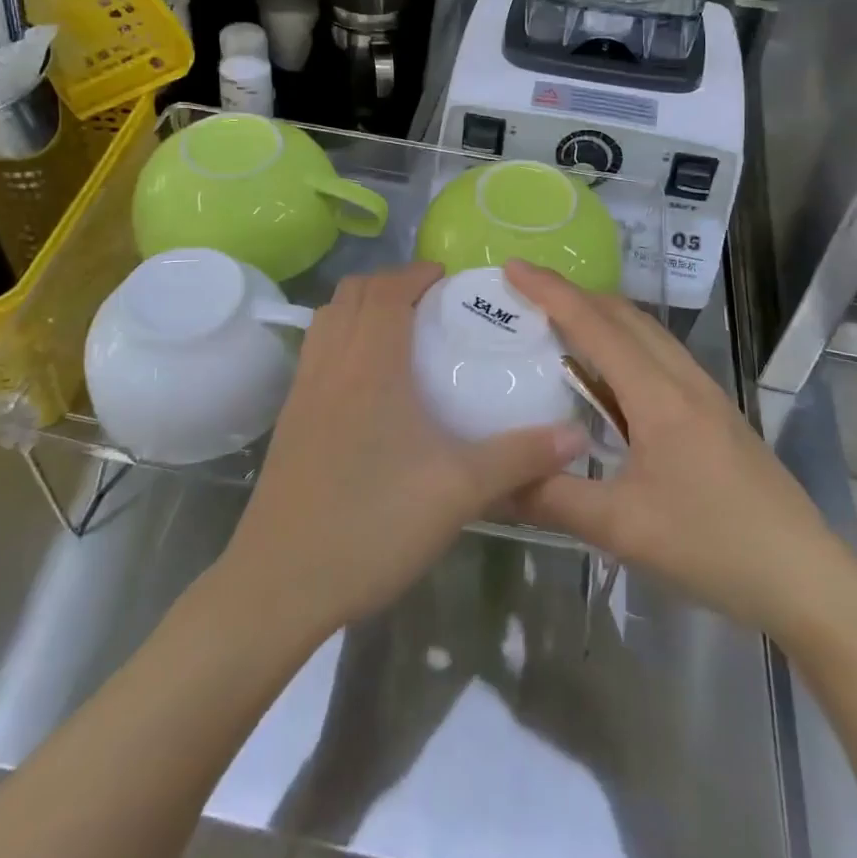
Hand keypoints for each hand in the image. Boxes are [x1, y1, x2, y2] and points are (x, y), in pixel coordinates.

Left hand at [220, 262, 588, 642]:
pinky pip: (316, 351)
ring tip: (400, 332)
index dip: (417, 273)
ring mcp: (303, 390)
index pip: (387, 289)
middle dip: (391, 283)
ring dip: (362, 307)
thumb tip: (576, 436)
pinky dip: (342, 338)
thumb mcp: (459, 490)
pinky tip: (368, 382)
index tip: (449, 280)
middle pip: (352, 293)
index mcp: (370, 362)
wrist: (279, 584)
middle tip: (431, 303)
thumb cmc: (373, 523)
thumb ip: (519, 458)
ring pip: (328, 319)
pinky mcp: (290, 419)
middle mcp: (331, 362)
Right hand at [506, 261, 845, 632]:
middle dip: (573, 294)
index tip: (512, 267)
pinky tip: (608, 375)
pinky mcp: (714, 411)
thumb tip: (493, 483)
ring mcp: (704, 392)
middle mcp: (682, 379)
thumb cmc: (713, 546)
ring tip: (558, 323)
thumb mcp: (622, 529)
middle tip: (526, 294)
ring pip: (646, 332)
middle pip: (623, 315)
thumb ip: (553, 499)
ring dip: (601, 315)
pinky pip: (659, 355)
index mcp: (659, 395)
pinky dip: (623, 343)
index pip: (595, 326)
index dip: (551, 292)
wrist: (804, 576)